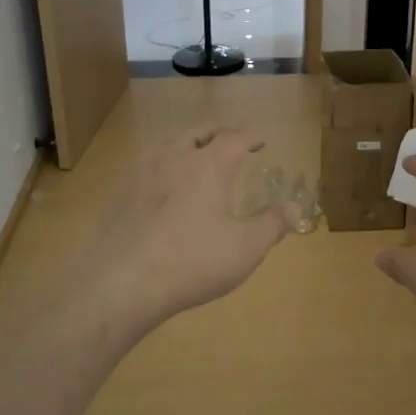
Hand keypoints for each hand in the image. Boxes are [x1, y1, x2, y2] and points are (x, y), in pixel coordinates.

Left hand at [93, 124, 293, 330]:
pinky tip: (164, 187)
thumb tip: (295, 207)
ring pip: (168, 144)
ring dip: (186, 144)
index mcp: (208, 165)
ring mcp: (142, 174)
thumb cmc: (193, 260)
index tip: (260, 140)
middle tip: (229, 142)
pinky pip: (147, 166)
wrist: (124, 281)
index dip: (250, 136)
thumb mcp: (246, 247)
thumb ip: (273, 223)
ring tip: (196, 157)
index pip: (234, 137)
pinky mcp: (121, 194)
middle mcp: (174, 158)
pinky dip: (163, 166)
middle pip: (198, 133)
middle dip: (217, 134)